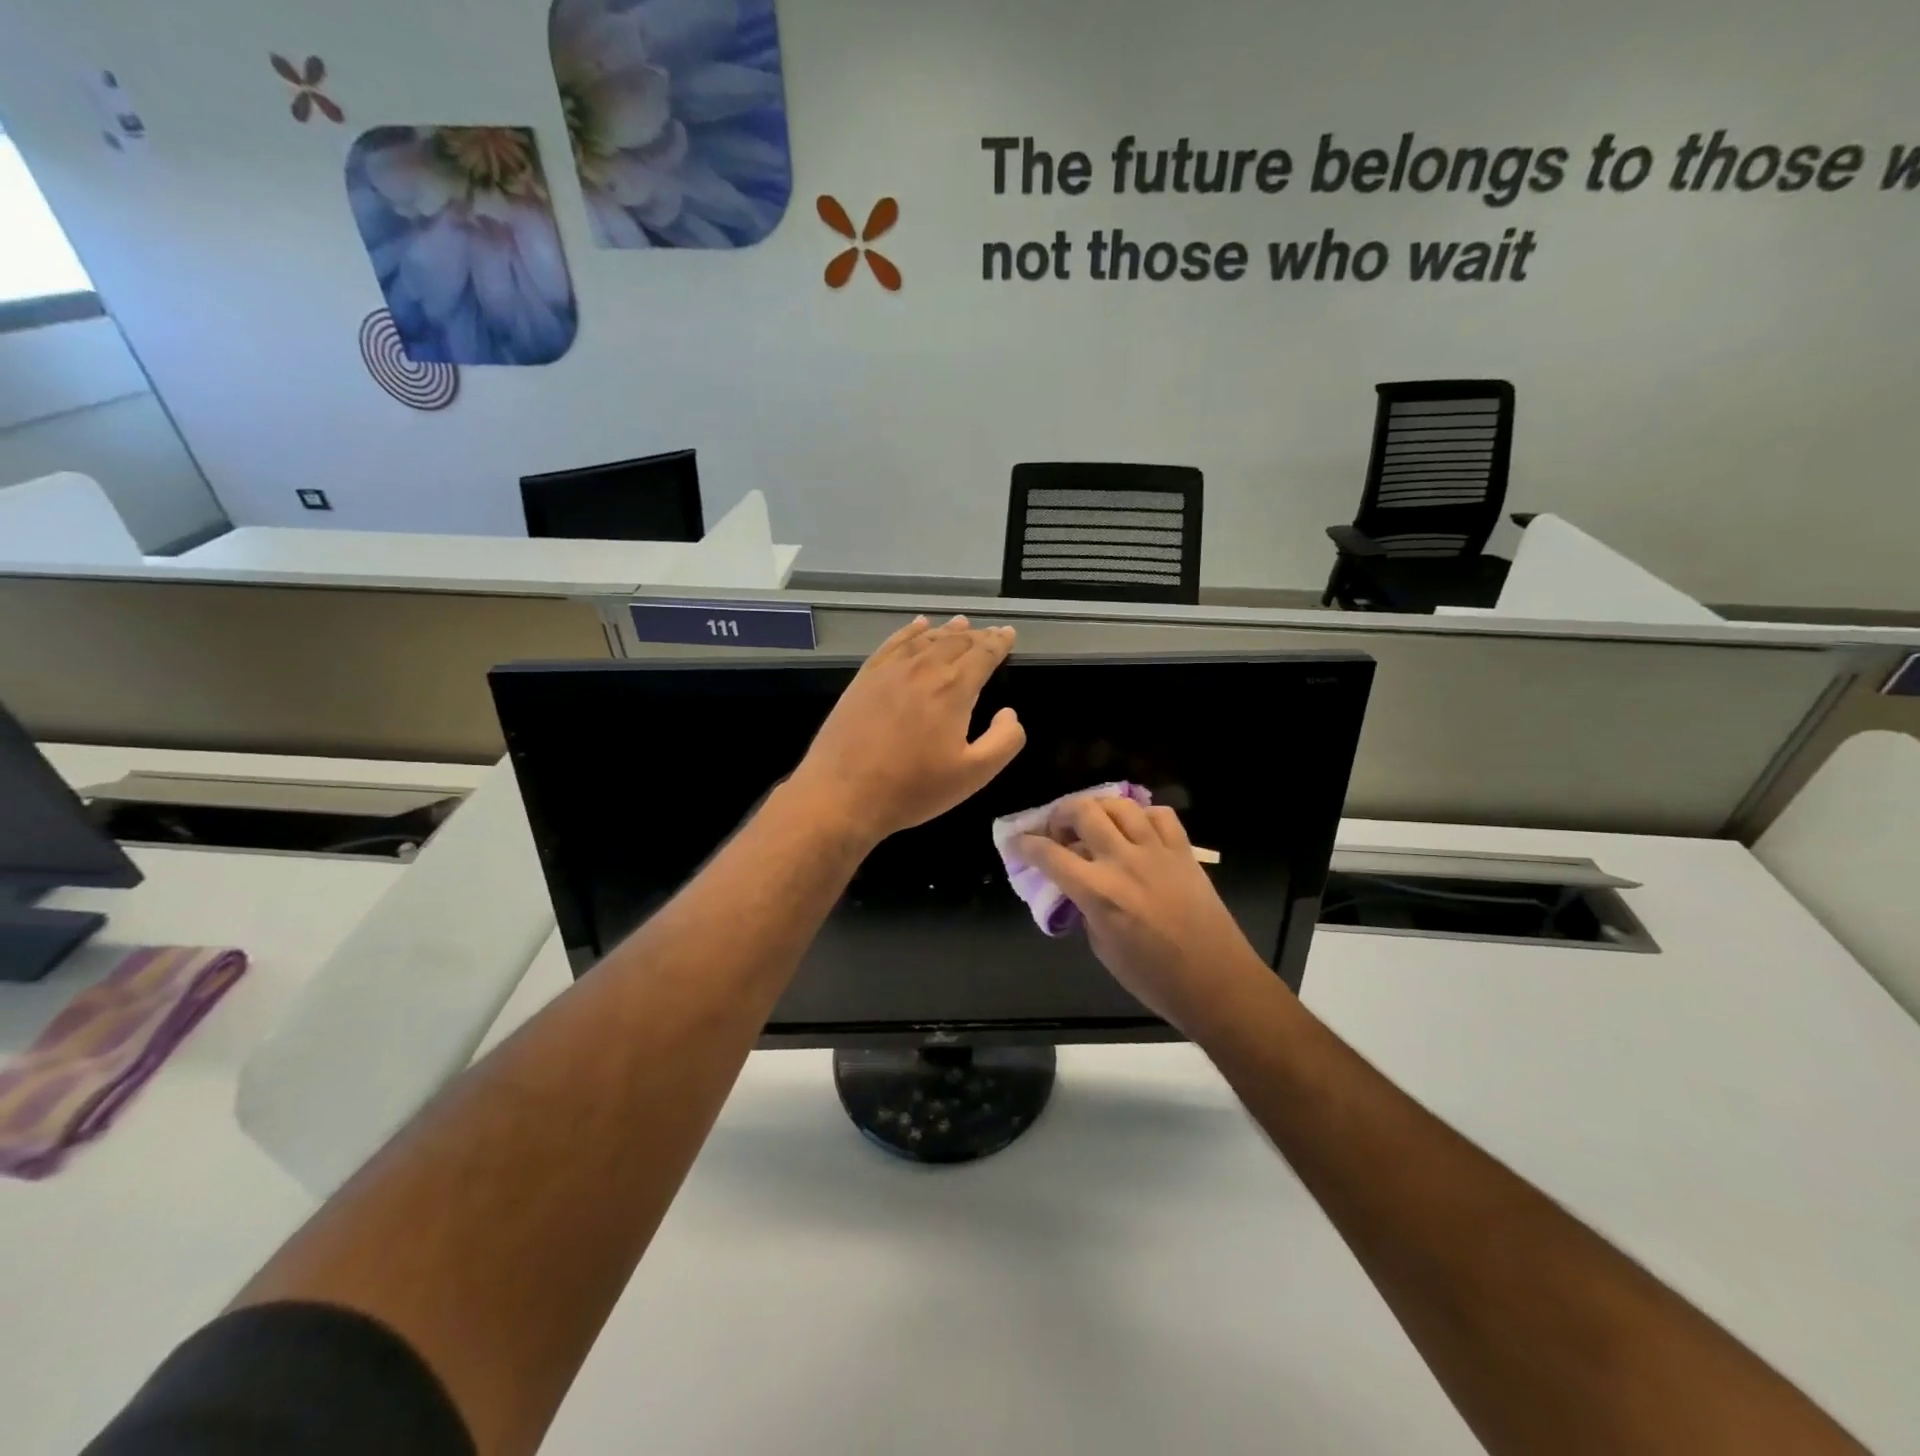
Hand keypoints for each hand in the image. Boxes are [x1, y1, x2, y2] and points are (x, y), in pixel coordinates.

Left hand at [789, 616, 1025, 844]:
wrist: (843, 793)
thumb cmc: (913, 788)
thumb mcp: (973, 775)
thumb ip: (1004, 741)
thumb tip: (1010, 713)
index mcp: (953, 688)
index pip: (983, 654)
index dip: (999, 642)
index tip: (1009, 634)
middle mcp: (923, 669)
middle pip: (956, 641)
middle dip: (978, 635)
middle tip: (991, 633)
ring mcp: (890, 670)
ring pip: (926, 639)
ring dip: (948, 630)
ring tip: (962, 623)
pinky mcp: (865, 677)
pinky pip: (893, 643)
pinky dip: (911, 631)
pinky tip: (918, 626)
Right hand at [1017, 796, 1276, 1038]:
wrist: (1216, 982)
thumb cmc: (1154, 979)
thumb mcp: (1103, 948)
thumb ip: (1086, 909)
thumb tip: (1080, 888)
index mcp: (1098, 892)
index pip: (1049, 855)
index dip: (1026, 845)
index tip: (1017, 842)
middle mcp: (1123, 862)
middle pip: (1083, 812)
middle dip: (1060, 814)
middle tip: (1058, 830)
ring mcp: (1157, 852)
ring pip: (1120, 805)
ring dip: (1098, 808)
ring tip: (1094, 822)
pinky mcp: (1184, 852)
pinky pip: (1160, 815)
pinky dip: (1142, 816)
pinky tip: (1137, 830)